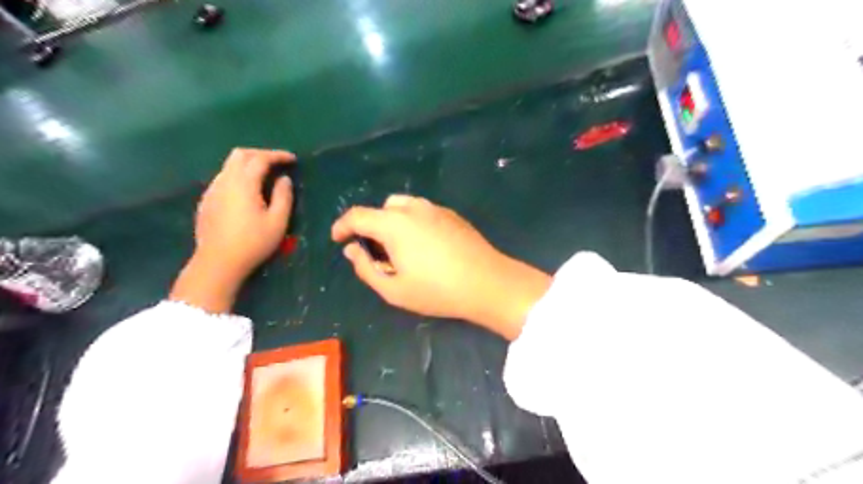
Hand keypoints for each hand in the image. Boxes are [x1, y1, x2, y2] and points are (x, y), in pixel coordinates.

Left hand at [168, 148, 297, 312]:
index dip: (278, 156)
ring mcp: (212, 190)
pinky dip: (238, 176)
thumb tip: (284, 179)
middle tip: (277, 163)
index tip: (292, 160)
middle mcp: (225, 181)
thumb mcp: (278, 221)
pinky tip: (247, 191)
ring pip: (229, 166)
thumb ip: (283, 196)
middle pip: (240, 155)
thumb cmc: (253, 242)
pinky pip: (223, 179)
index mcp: (244, 183)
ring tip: (264, 176)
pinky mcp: (206, 201)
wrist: (218, 262)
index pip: (261, 159)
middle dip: (260, 154)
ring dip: (248, 164)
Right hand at [334, 195, 548, 338]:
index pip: (358, 216)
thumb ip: (366, 268)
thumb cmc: (437, 290)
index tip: (338, 239)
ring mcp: (436, 209)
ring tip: (401, 249)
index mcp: (394, 224)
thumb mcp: (394, 290)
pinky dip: (413, 223)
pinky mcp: (452, 215)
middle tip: (377, 253)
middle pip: (382, 209)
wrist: (488, 283)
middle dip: (371, 226)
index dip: (342, 226)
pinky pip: (423, 212)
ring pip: (403, 207)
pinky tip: (425, 247)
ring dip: (393, 222)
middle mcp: (413, 209)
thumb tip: (352, 250)